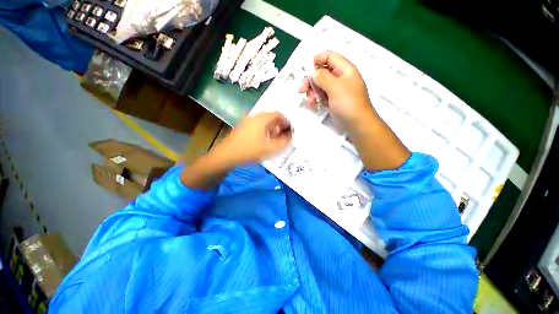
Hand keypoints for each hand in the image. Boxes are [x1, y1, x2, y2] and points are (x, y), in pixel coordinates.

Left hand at [210, 112, 291, 167]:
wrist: (226, 155)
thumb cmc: (250, 151)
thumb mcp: (270, 149)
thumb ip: (283, 142)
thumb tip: (290, 136)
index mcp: (262, 119)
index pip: (278, 114)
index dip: (287, 122)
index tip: (290, 131)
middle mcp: (255, 117)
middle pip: (271, 117)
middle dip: (280, 126)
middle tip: (284, 136)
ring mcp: (247, 121)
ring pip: (264, 122)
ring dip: (272, 129)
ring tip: (275, 139)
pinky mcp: (243, 127)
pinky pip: (257, 125)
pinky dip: (265, 131)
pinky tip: (264, 141)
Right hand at [299, 51, 409, 170]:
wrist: (357, 125)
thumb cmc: (348, 104)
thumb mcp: (335, 87)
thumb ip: (323, 77)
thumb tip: (313, 73)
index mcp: (345, 69)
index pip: (330, 56)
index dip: (317, 59)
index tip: (307, 70)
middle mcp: (340, 78)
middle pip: (322, 72)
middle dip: (311, 80)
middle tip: (301, 89)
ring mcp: (336, 91)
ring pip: (320, 86)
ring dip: (312, 92)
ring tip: (310, 101)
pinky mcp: (333, 101)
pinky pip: (322, 96)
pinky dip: (316, 99)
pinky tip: (313, 105)